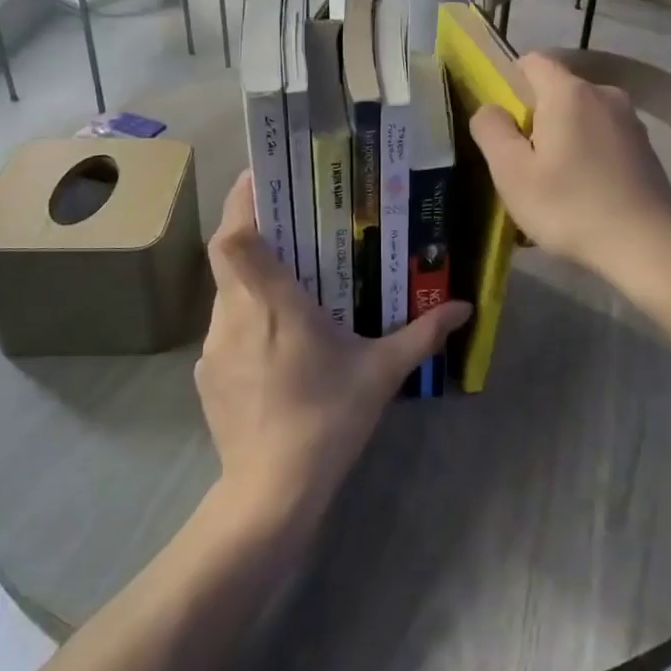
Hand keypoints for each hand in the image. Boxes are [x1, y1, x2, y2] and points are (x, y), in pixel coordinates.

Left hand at [197, 173, 470, 527]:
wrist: (271, 492)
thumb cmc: (327, 417)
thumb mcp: (381, 371)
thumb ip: (422, 334)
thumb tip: (465, 307)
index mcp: (270, 301)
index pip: (234, 235)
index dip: (240, 201)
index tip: (260, 177)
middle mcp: (232, 314)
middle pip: (228, 257)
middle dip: (254, 236)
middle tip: (290, 229)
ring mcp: (212, 348)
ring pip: (227, 295)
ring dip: (253, 283)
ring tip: (290, 291)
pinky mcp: (205, 377)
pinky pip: (224, 331)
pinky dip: (246, 322)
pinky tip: (277, 348)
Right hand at [468, 52, 670, 283]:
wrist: (647, 247)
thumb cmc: (570, 207)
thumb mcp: (512, 173)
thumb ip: (491, 130)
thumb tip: (490, 109)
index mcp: (569, 92)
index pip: (531, 61)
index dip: (509, 84)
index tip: (503, 126)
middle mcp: (604, 93)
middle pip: (556, 90)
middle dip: (535, 118)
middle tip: (523, 164)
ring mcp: (630, 120)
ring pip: (581, 115)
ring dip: (562, 138)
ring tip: (554, 184)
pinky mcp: (645, 147)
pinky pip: (602, 136)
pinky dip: (588, 153)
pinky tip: (585, 192)